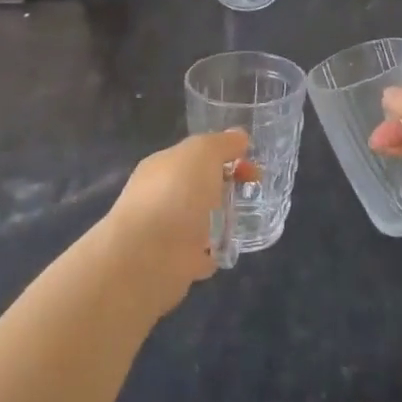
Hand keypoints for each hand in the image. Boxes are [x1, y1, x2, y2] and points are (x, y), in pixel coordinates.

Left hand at [103, 130, 247, 308]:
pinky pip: (200, 253)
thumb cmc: (175, 194)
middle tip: (254, 191)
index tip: (252, 165)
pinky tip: (227, 249)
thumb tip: (240, 137)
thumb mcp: (203, 153)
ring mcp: (166, 231)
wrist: (148, 258)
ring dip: (219, 219)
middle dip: (225, 185)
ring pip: (199, 219)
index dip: (226, 155)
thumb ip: (223, 143)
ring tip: (245, 219)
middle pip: (199, 185)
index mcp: (163, 166)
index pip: (196, 154)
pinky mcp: (174, 264)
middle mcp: (160, 195)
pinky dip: (212, 251)